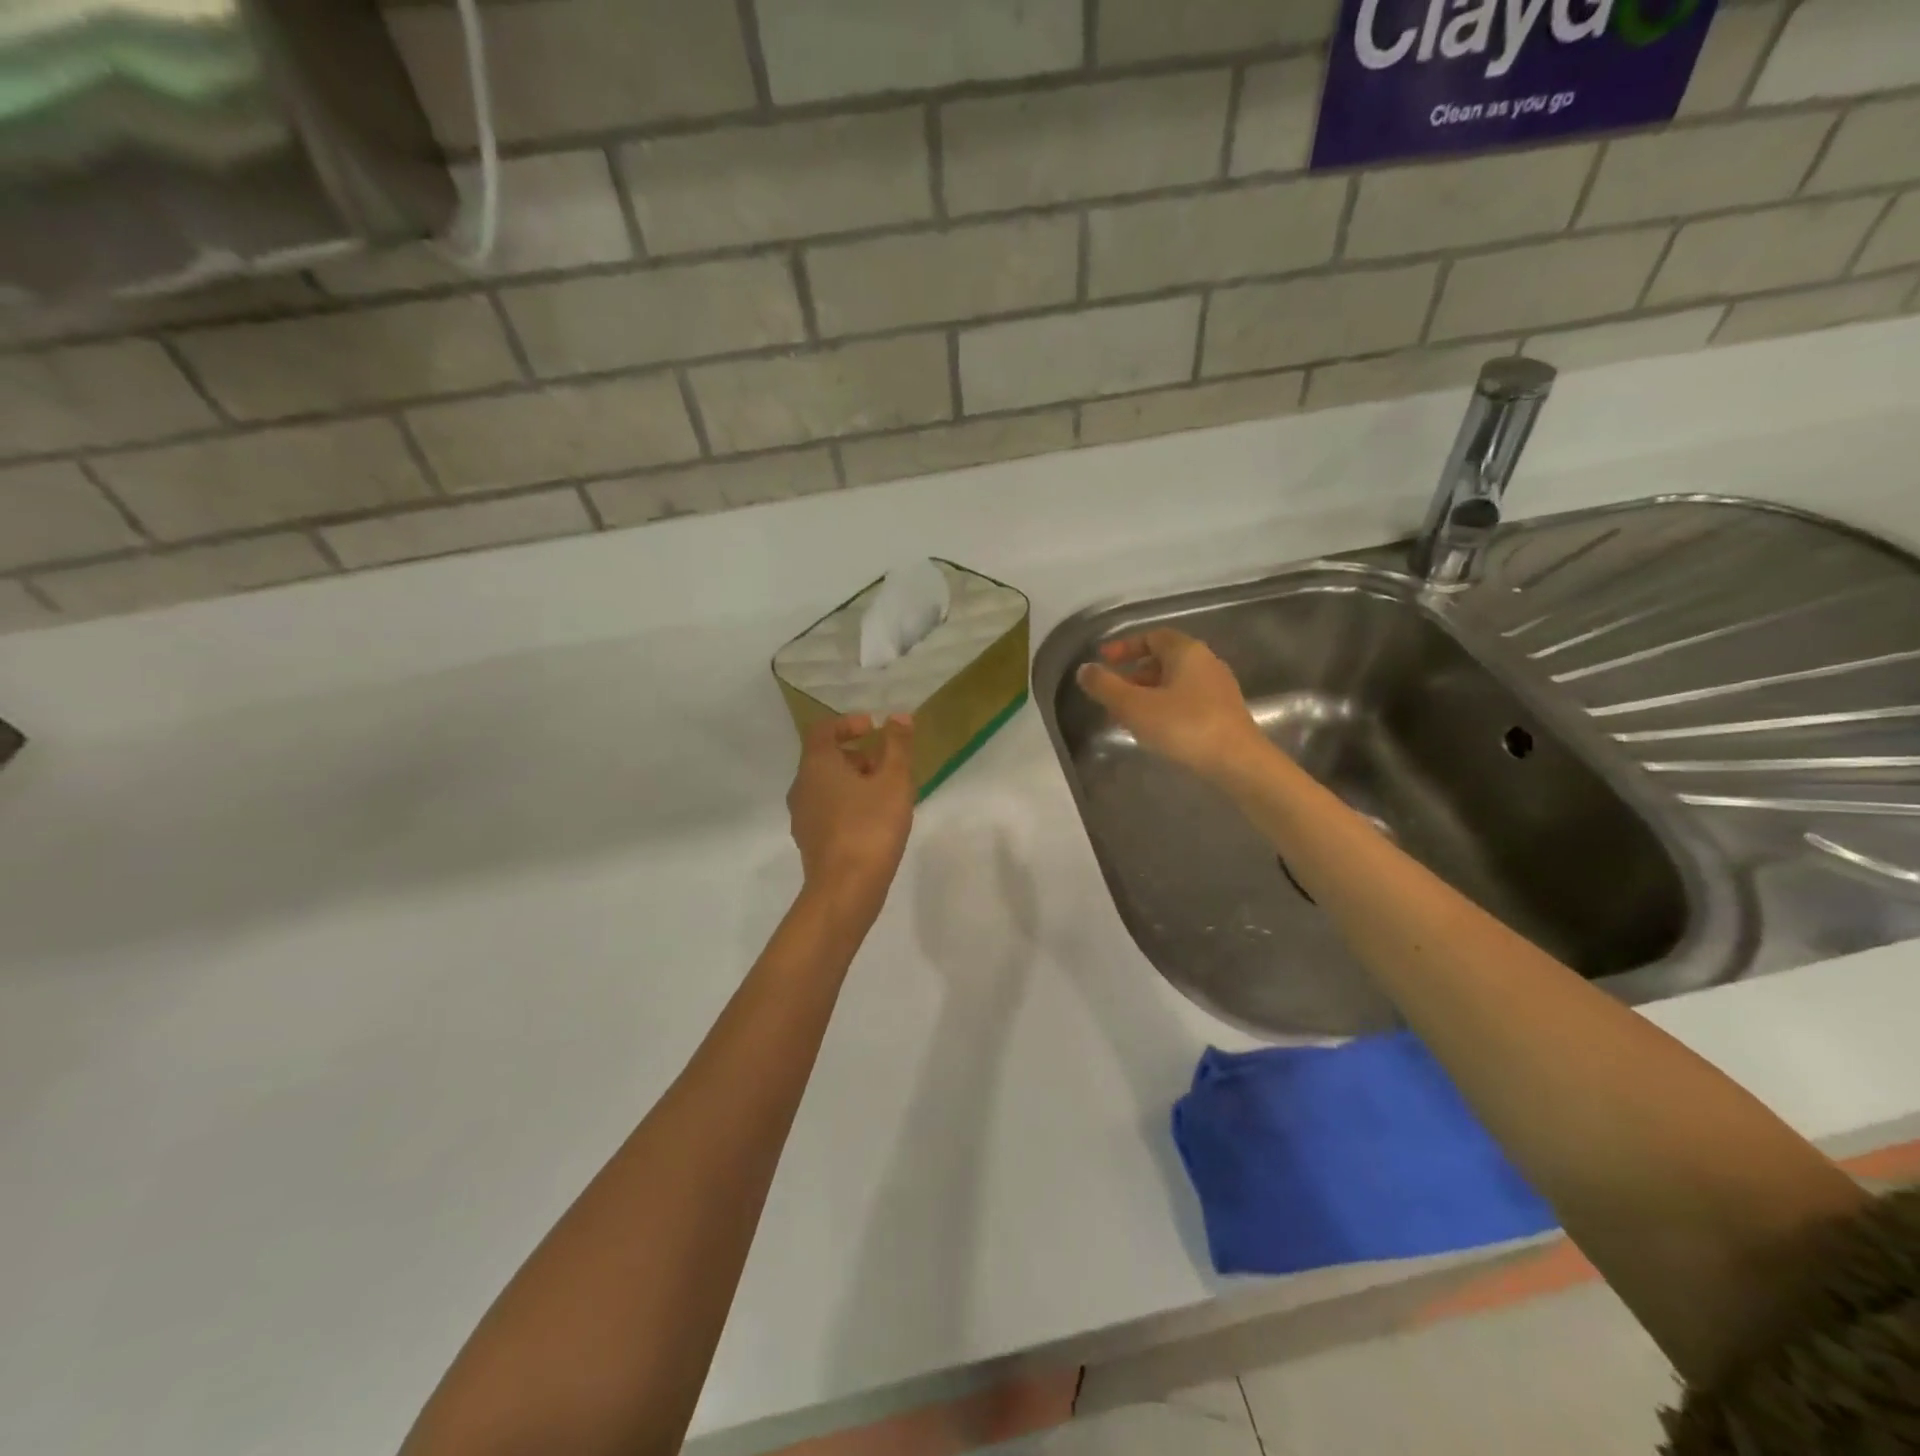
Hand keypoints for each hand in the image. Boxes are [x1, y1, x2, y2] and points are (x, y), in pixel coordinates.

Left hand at [788, 713, 915, 919]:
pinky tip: (874, 822)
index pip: (823, 730)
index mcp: (816, 765)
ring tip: (886, 794)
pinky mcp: (809, 841)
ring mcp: (802, 816)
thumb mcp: (894, 781)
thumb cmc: (871, 826)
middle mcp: (801, 786)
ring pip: (826, 786)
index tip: (874, 729)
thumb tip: (898, 717)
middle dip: (856, 755)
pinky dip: (848, 804)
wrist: (845, 889)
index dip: (848, 724)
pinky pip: (827, 810)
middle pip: (825, 758)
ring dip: (853, 782)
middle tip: (887, 765)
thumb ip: (897, 745)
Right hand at [1077, 630, 1266, 778]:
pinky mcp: (1224, 713)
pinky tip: (1153, 730)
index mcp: (1186, 651)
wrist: (1238, 763)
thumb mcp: (1134, 706)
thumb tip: (1085, 670)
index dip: (1125, 646)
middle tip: (1111, 694)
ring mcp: (1218, 689)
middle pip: (1163, 660)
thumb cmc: (1184, 726)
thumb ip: (1105, 686)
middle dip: (1133, 675)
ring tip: (1126, 716)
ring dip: (1147, 694)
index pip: (1152, 636)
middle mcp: (1206, 663)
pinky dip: (1163, 708)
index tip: (1103, 661)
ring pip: (1174, 683)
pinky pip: (1186, 701)